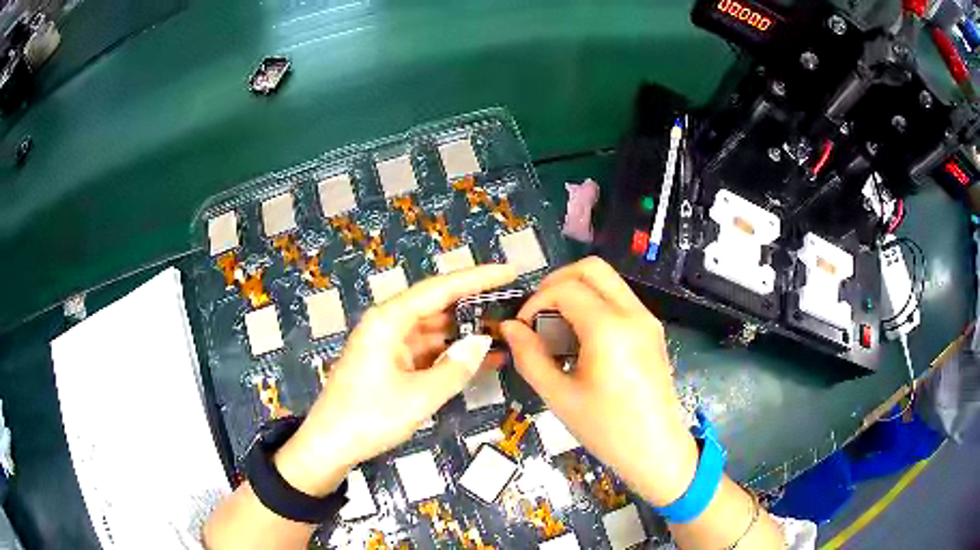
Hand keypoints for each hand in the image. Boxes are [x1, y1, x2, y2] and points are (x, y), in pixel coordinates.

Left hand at [275, 264, 516, 495]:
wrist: (331, 444)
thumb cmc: (369, 417)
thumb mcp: (419, 397)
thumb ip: (455, 369)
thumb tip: (482, 345)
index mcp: (389, 320)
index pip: (440, 289)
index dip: (478, 278)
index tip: (509, 271)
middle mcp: (389, 324)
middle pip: (438, 305)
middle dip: (475, 304)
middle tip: (514, 302)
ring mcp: (390, 344)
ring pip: (436, 329)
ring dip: (467, 332)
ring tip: (506, 331)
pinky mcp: (392, 363)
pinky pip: (429, 351)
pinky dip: (453, 354)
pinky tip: (483, 359)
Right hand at [501, 257, 698, 506]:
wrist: (656, 449)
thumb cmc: (606, 429)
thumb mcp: (559, 397)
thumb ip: (529, 357)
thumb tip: (510, 328)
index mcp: (609, 329)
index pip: (565, 289)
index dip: (536, 301)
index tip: (523, 329)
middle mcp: (632, 313)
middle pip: (591, 268)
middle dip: (557, 282)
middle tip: (539, 314)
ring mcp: (647, 319)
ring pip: (608, 281)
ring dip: (577, 292)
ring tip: (558, 329)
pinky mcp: (652, 330)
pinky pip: (619, 299)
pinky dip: (595, 305)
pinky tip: (582, 340)